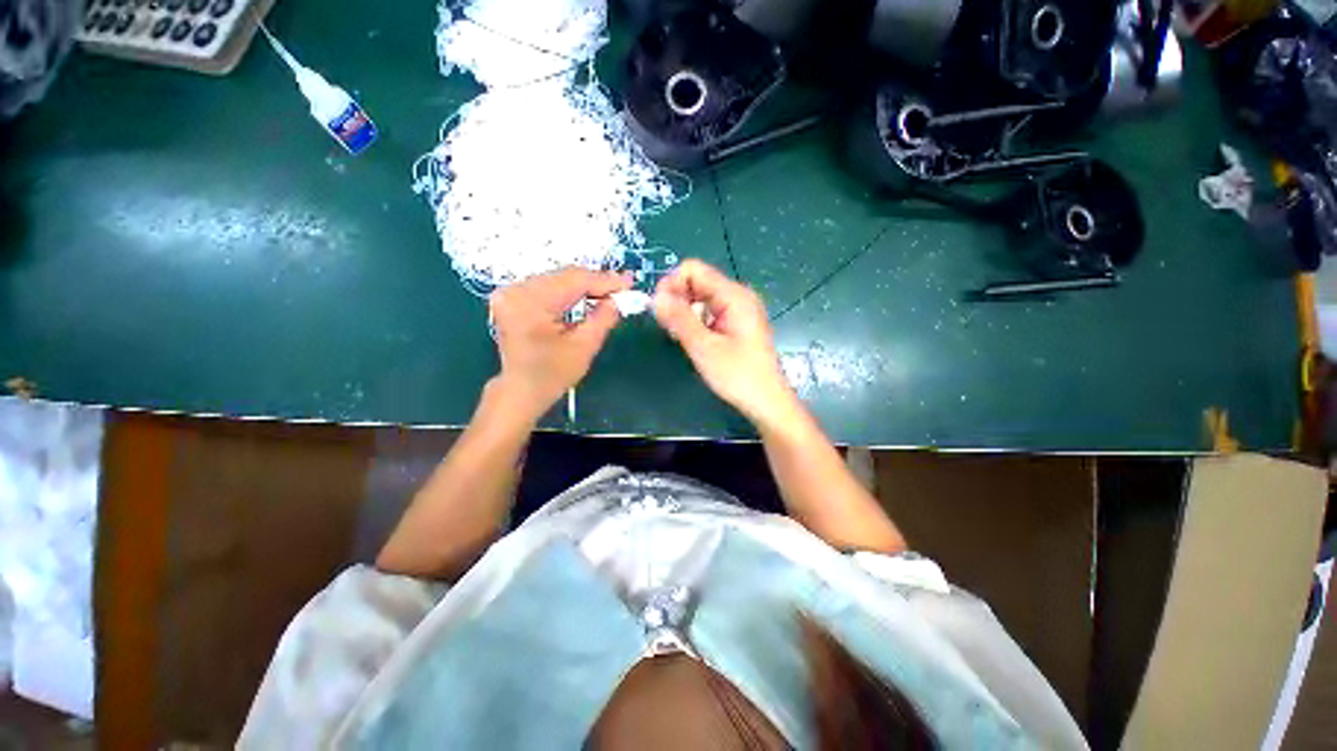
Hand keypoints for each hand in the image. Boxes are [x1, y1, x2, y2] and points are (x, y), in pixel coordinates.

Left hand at [489, 268, 631, 421]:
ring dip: (584, 285)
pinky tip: (587, 295)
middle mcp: (515, 291)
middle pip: (565, 277)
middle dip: (596, 282)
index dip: (605, 281)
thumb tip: (619, 299)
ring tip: (609, 292)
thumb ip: (603, 318)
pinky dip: (570, 290)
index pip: (574, 281)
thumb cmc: (552, 375)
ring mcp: (511, 292)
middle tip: (623, 287)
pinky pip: (548, 286)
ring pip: (558, 279)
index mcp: (530, 303)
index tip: (629, 282)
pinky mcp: (513, 297)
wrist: (521, 391)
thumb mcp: (584, 347)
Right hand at [653, 259, 797, 424]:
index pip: (694, 270)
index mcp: (733, 295)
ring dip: (685, 312)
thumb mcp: (704, 347)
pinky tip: (693, 340)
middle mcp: (737, 296)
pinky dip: (696, 321)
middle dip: (677, 299)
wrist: (766, 401)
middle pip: (697, 282)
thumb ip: (679, 318)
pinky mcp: (737, 324)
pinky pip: (709, 312)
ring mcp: (738, 310)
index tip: (659, 309)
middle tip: (667, 326)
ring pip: (701, 298)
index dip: (671, 284)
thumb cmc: (737, 375)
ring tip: (679, 337)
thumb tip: (655, 296)